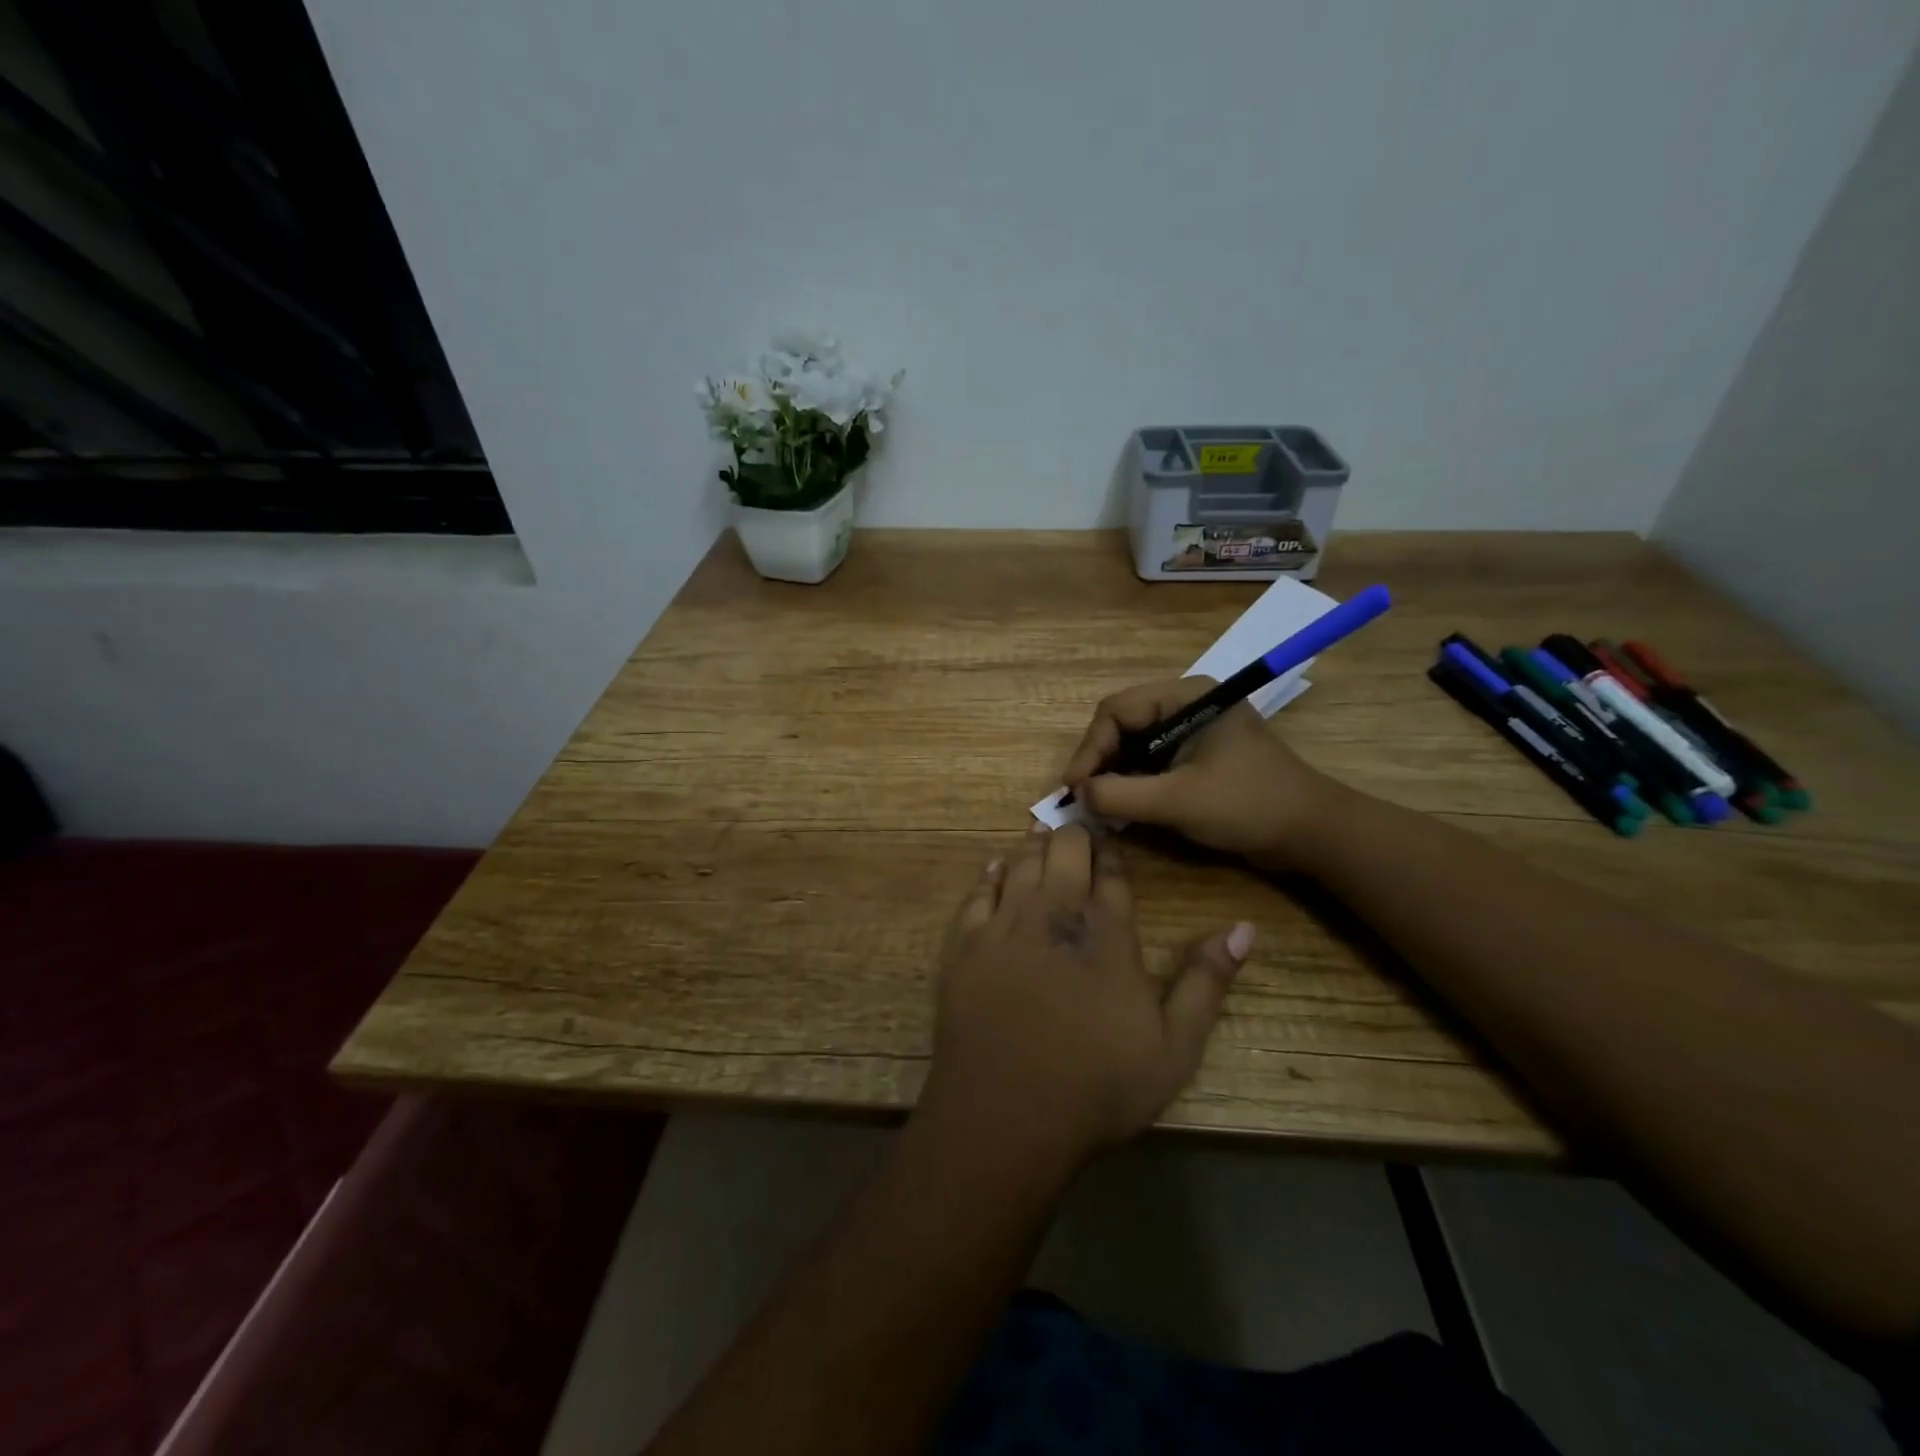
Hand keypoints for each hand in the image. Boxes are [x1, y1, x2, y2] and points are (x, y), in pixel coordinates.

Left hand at [919, 823, 1253, 1169]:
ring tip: (1042, 834)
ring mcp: (1004, 925)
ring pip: (1019, 862)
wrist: (1006, 1112)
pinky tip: (995, 869)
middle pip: (1063, 852)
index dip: (1110, 851)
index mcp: (1106, 931)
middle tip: (1077, 830)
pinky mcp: (965, 945)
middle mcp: (1053, 913)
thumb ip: (1207, 981)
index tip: (1109, 838)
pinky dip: (990, 874)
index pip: (1110, 872)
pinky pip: (977, 893)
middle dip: (1073, 836)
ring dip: (1034, 845)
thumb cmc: (1098, 1084)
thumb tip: (1244, 928)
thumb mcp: (1174, 1046)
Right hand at [1061, 677, 1341, 870]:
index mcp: (1186, 697)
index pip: (1116, 711)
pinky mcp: (1197, 755)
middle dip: (1099, 761)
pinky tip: (1122, 806)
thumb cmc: (1247, 806)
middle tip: (1082, 798)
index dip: (1090, 749)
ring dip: (1113, 774)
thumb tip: (1077, 794)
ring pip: (1134, 744)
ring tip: (1098, 805)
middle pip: (1122, 725)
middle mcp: (1186, 704)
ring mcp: (1192, 730)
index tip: (1074, 788)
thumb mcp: (1177, 801)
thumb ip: (1120, 795)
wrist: (1311, 833)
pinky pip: (1151, 761)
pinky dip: (1133, 782)